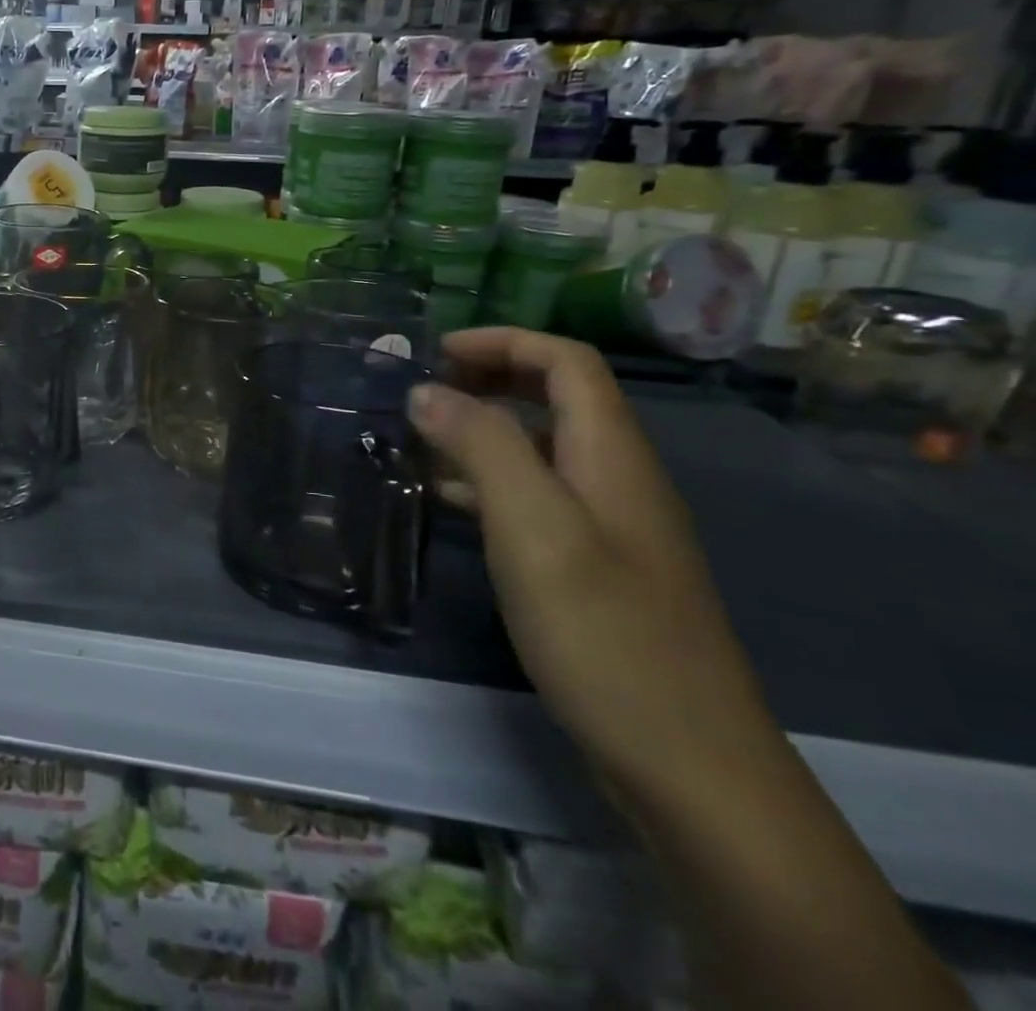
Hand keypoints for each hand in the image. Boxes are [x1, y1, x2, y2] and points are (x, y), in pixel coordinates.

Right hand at [409, 328, 775, 796]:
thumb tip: (426, 390)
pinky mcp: (597, 567)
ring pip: (542, 447)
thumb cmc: (605, 634)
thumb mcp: (534, 528)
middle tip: (422, 392)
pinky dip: (490, 482)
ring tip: (419, 443)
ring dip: (483, 430)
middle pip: (558, 395)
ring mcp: (610, 525)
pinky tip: (449, 503)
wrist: (689, 766)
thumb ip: (481, 446)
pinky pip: (538, 497)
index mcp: (611, 454)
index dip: (502, 341)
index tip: (435, 354)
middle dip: (489, 378)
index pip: (566, 361)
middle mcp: (617, 477)